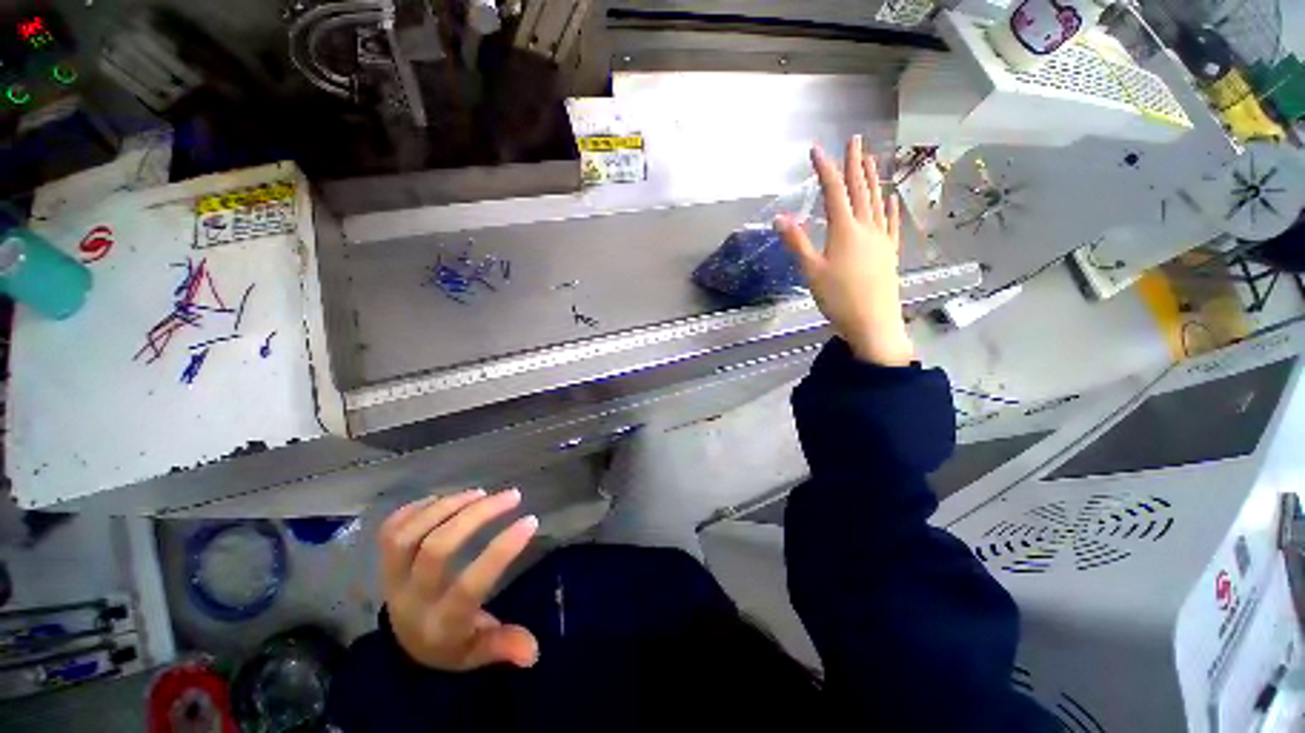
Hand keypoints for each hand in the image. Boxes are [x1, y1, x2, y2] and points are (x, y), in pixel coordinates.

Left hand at [379, 488, 539, 670]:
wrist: (404, 645)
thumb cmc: (450, 644)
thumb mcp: (477, 652)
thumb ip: (503, 646)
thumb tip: (534, 651)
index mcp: (441, 623)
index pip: (470, 584)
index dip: (501, 551)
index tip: (530, 521)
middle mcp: (412, 598)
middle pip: (436, 549)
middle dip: (477, 515)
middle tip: (511, 495)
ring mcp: (392, 579)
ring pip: (409, 535)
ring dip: (447, 506)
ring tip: (481, 492)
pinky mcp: (383, 563)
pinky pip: (389, 530)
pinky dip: (415, 508)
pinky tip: (444, 497)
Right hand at [776, 137, 915, 367]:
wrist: (873, 322)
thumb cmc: (838, 298)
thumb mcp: (811, 271)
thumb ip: (797, 242)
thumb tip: (780, 217)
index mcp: (845, 230)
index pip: (834, 191)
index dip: (825, 168)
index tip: (816, 149)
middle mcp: (866, 228)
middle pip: (860, 190)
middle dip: (854, 163)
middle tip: (855, 139)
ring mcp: (881, 239)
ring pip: (876, 202)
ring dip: (872, 179)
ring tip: (871, 159)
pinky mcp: (889, 252)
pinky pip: (891, 223)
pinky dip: (889, 208)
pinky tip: (890, 199)